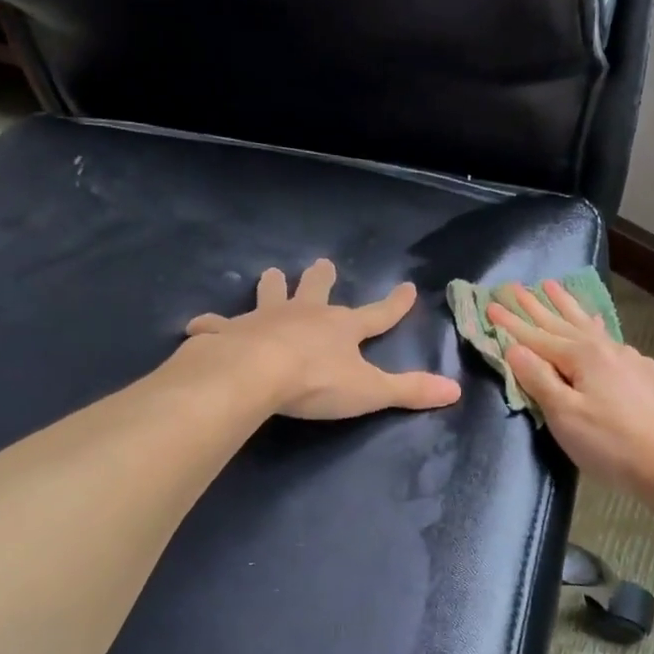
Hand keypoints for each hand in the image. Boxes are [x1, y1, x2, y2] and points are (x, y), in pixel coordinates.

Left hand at [185, 259, 461, 419]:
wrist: (255, 374)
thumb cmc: (316, 382)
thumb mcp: (370, 390)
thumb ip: (410, 390)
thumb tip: (455, 390)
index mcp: (341, 328)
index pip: (377, 314)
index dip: (394, 304)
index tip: (407, 287)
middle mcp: (304, 315)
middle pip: (316, 290)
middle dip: (321, 278)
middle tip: (322, 263)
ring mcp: (265, 319)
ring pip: (269, 295)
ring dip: (271, 286)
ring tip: (268, 273)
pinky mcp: (230, 332)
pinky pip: (217, 325)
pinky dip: (210, 324)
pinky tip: (199, 324)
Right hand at [487, 280, 653, 493]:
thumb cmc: (611, 444)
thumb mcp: (565, 415)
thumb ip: (538, 379)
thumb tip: (514, 348)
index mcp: (583, 356)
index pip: (537, 336)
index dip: (512, 323)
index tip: (490, 305)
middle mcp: (607, 349)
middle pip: (563, 324)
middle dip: (536, 306)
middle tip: (514, 286)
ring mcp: (630, 360)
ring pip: (589, 326)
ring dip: (567, 307)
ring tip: (552, 286)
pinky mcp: (647, 375)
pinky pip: (609, 340)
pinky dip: (594, 327)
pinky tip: (597, 325)